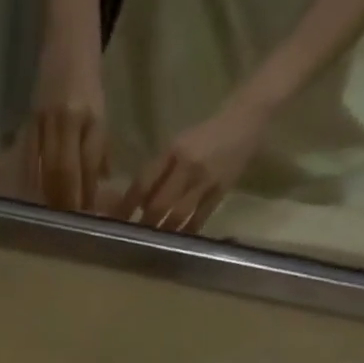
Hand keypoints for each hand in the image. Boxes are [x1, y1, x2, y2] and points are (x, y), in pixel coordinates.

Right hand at [27, 25, 108, 212]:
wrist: (68, 33)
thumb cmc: (88, 74)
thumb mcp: (101, 110)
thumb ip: (99, 148)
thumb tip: (100, 184)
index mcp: (92, 118)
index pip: (88, 167)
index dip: (86, 195)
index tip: (87, 219)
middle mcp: (69, 120)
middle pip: (65, 173)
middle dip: (66, 202)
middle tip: (67, 226)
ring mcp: (47, 119)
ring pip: (46, 168)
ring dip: (48, 196)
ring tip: (50, 217)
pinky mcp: (31, 118)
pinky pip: (29, 157)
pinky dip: (30, 179)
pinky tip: (30, 195)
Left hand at [116, 98, 266, 232]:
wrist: (246, 119)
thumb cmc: (206, 133)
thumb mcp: (178, 144)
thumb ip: (159, 169)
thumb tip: (139, 201)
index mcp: (173, 150)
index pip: (144, 182)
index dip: (128, 204)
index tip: (117, 220)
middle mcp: (187, 166)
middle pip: (159, 203)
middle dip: (145, 223)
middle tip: (134, 237)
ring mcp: (205, 180)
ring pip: (178, 214)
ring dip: (164, 231)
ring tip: (153, 243)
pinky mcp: (221, 190)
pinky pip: (200, 217)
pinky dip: (187, 230)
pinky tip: (178, 240)